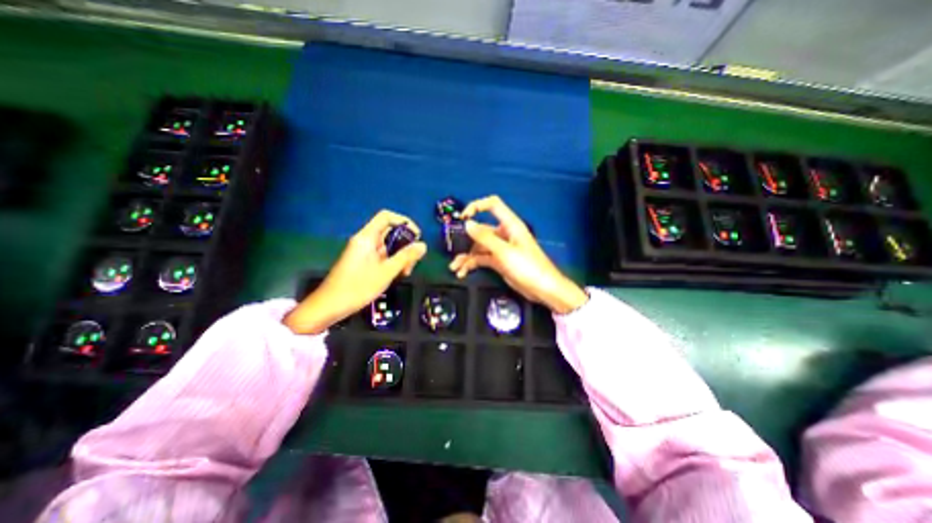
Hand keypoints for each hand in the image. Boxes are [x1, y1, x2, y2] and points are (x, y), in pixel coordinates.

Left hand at [286, 208, 426, 334]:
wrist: (329, 306)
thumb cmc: (358, 287)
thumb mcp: (386, 272)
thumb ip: (406, 257)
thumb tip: (423, 245)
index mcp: (367, 237)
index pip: (386, 217)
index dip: (404, 222)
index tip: (416, 236)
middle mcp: (365, 240)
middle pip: (390, 232)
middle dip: (405, 244)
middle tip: (412, 262)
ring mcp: (363, 251)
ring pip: (388, 246)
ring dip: (400, 256)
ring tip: (405, 272)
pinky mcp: (363, 261)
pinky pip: (382, 255)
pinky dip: (392, 262)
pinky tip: (396, 275)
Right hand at [448, 195, 584, 313]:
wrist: (543, 289)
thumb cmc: (528, 267)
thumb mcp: (504, 252)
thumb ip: (485, 238)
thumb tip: (467, 224)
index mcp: (510, 225)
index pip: (493, 205)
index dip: (477, 206)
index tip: (462, 217)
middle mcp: (504, 234)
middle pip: (481, 230)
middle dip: (465, 240)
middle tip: (451, 249)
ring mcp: (500, 248)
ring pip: (478, 247)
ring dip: (466, 256)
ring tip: (454, 267)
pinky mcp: (498, 261)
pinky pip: (481, 259)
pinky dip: (472, 264)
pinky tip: (462, 272)